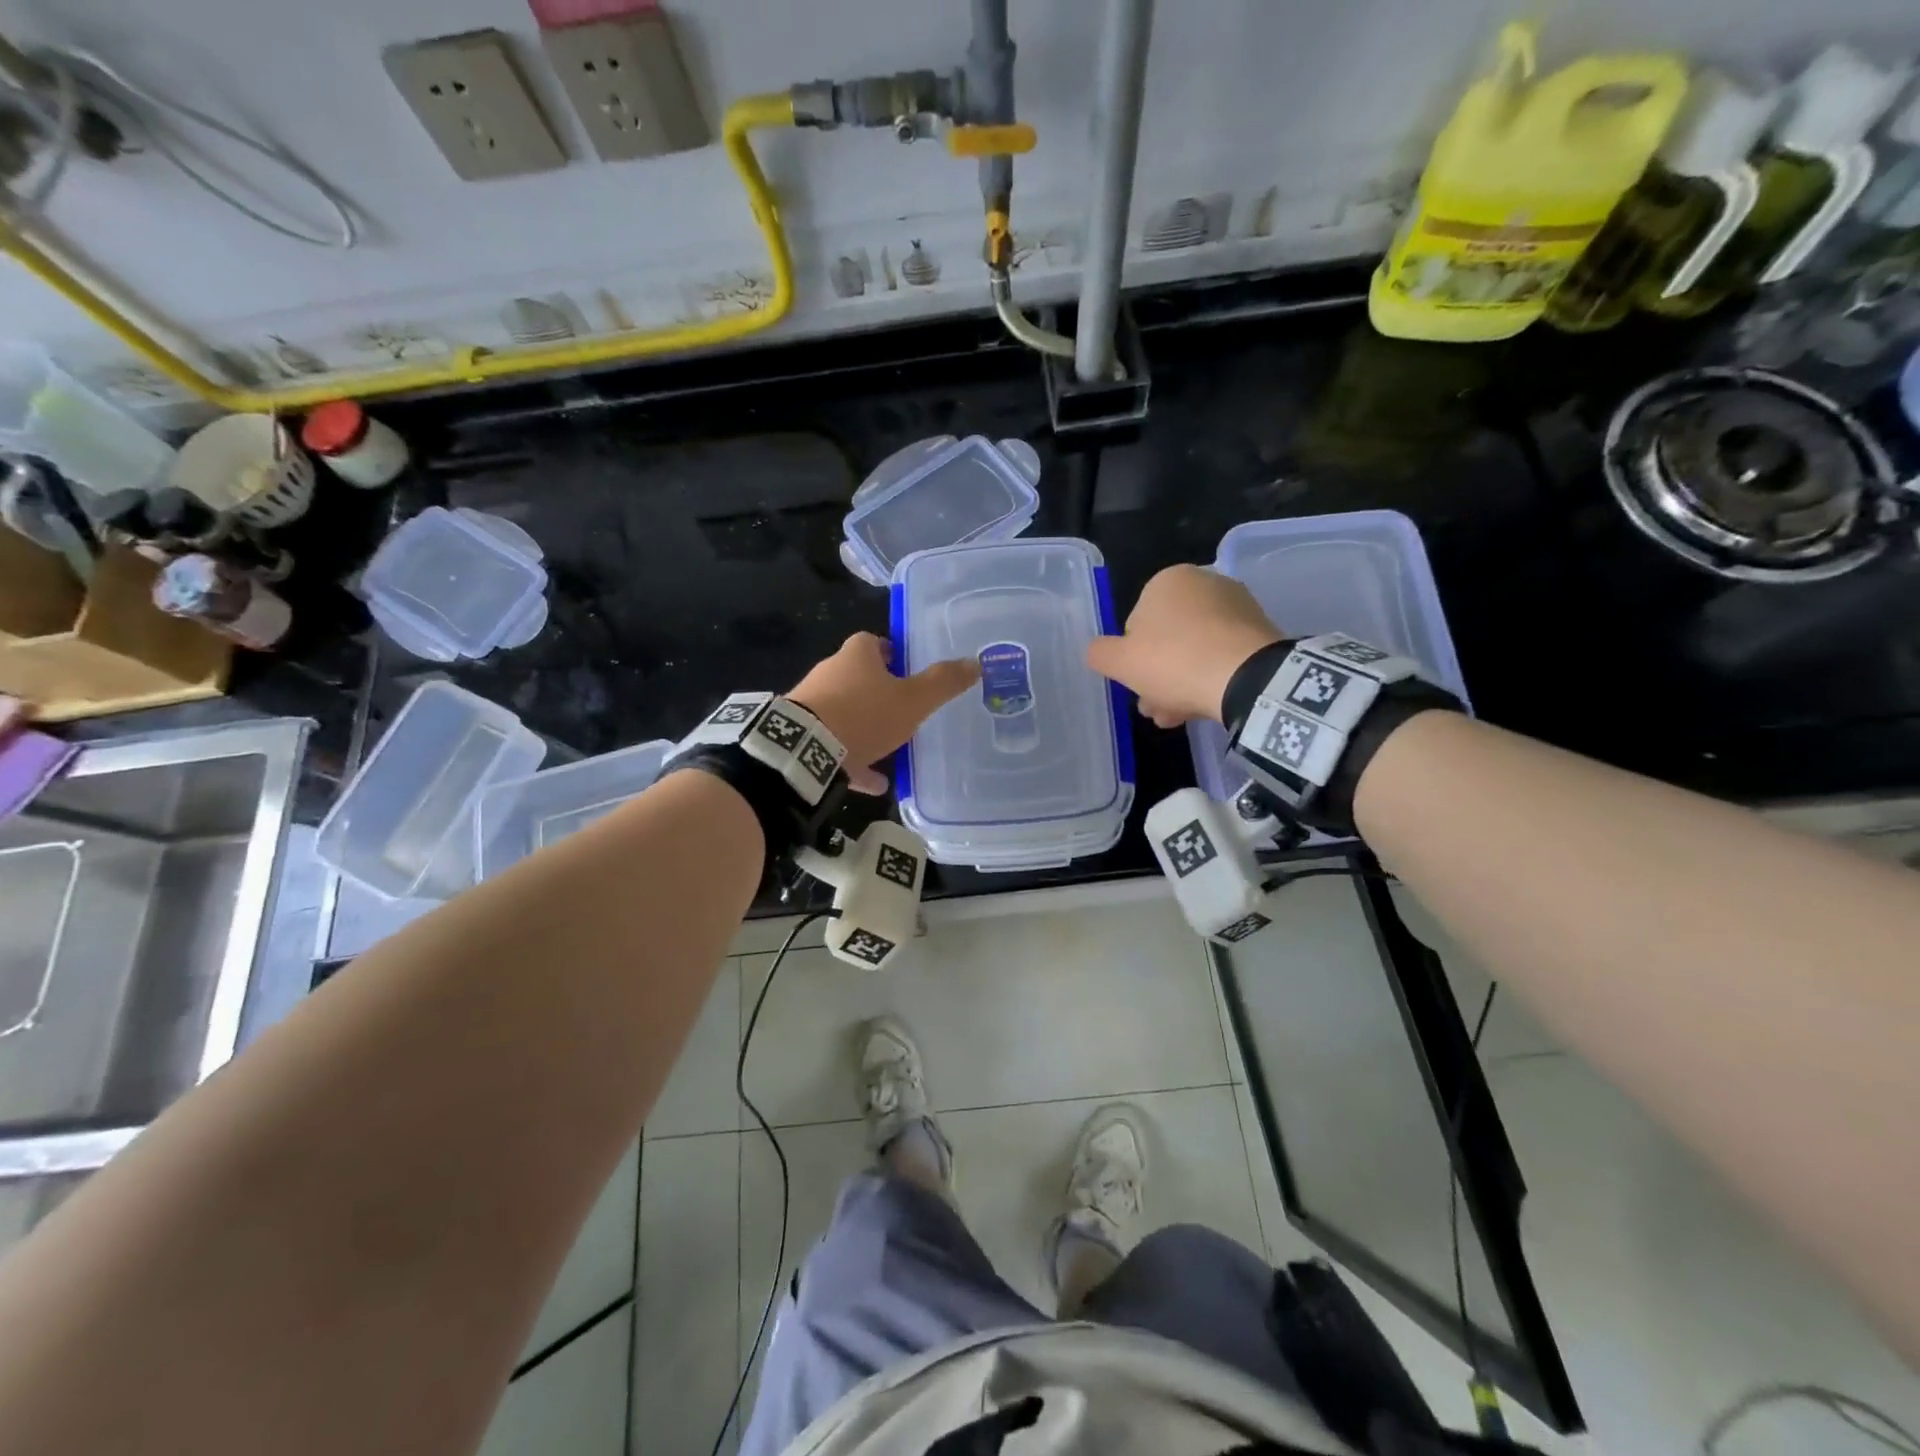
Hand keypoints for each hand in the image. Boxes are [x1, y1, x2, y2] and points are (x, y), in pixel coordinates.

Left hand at [791, 633, 979, 793]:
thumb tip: (975, 663)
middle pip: (858, 676)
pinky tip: (875, 782)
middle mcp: (830, 672)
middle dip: (880, 691)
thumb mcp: (913, 700)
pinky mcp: (803, 734)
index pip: (875, 642)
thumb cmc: (864, 715)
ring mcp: (813, 704)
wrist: (805, 749)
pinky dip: (854, 760)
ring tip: (893, 748)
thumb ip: (943, 682)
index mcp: (856, 655)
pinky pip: (835, 745)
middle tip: (906, 708)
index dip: (893, 654)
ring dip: (866, 727)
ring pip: (846, 711)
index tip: (910, 670)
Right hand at [1085, 565, 1282, 728]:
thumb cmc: (1173, 661)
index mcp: (1167, 580)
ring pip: (1195, 650)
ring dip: (1181, 682)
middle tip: (1156, 708)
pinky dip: (1210, 678)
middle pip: (1168, 638)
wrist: (1247, 677)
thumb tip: (1098, 651)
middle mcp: (1204, 583)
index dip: (1132, 659)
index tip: (1136, 686)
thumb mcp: (1119, 662)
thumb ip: (1100, 653)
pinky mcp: (1261, 631)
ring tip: (1178, 716)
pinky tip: (1204, 705)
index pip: (1136, 624)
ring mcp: (1237, 605)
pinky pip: (1223, 655)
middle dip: (1158, 675)